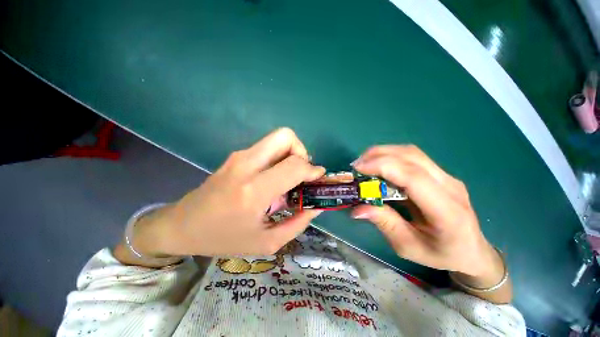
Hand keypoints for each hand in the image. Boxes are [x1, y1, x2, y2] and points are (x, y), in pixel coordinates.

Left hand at [132, 128, 324, 257]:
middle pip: (285, 137)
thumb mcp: (266, 242)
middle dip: (302, 152)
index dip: (312, 169)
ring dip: (291, 154)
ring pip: (277, 138)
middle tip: (301, 173)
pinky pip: (268, 147)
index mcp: (253, 191)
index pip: (294, 165)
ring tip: (289, 177)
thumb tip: (316, 206)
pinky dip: (279, 157)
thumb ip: (297, 224)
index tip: (318, 177)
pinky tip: (274, 177)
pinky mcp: (236, 155)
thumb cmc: (223, 238)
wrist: (182, 225)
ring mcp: (239, 156)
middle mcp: (246, 165)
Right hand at [350, 145, 499, 278]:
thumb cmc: (441, 254)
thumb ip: (384, 224)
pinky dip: (391, 157)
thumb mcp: (408, 247)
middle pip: (412, 157)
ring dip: (384, 153)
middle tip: (357, 165)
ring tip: (364, 164)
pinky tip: (379, 166)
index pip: (413, 177)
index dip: (383, 167)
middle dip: (378, 155)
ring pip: (411, 152)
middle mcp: (450, 186)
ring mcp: (447, 177)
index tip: (358, 169)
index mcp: (446, 211)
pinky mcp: (440, 174)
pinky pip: (412, 157)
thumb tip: (358, 208)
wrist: (472, 250)